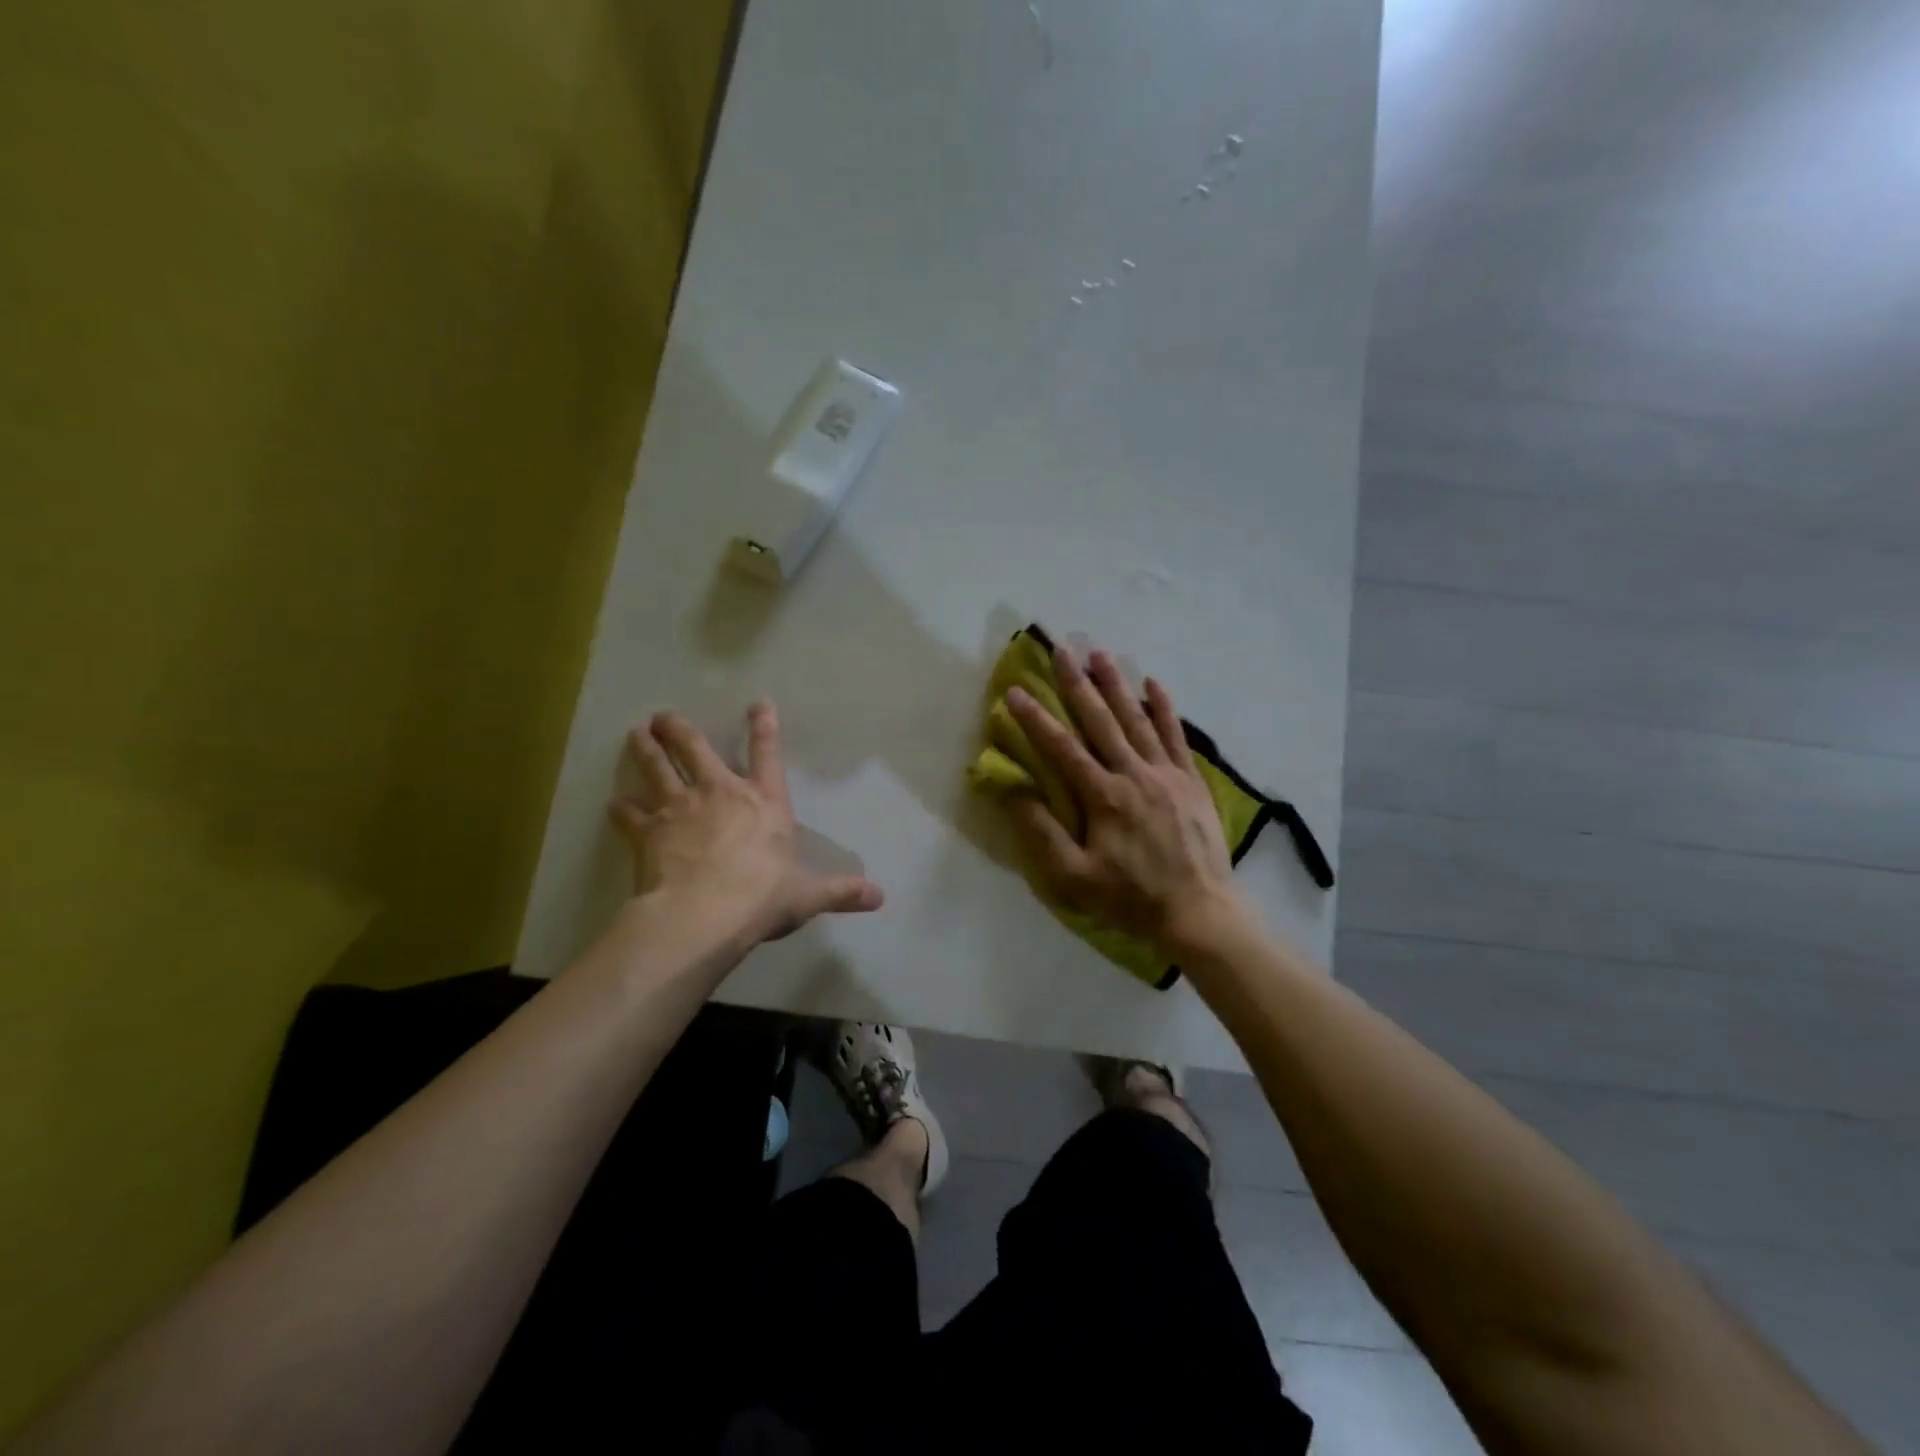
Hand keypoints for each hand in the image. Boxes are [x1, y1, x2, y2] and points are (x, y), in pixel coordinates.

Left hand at [608, 702, 882, 945]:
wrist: (704, 914)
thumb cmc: (762, 897)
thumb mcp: (808, 895)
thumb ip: (841, 891)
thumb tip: (879, 898)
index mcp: (763, 802)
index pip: (767, 755)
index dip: (764, 727)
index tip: (759, 703)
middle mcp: (720, 793)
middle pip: (695, 749)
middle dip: (680, 729)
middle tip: (664, 716)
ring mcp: (680, 808)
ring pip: (658, 768)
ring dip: (646, 749)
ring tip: (636, 732)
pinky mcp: (648, 831)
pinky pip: (630, 814)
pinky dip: (622, 808)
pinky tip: (615, 803)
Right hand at [1002, 647, 1254, 957]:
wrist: (1199, 911)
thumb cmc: (1130, 898)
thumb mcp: (1074, 876)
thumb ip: (1041, 832)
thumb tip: (1010, 790)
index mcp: (1103, 796)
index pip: (1062, 748)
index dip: (1035, 718)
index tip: (1015, 691)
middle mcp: (1134, 774)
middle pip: (1101, 720)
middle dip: (1077, 683)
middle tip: (1062, 649)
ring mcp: (1166, 774)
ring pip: (1137, 719)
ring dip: (1117, 685)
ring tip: (1100, 653)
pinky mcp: (1191, 781)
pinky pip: (1176, 736)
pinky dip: (1165, 709)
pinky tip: (1155, 684)